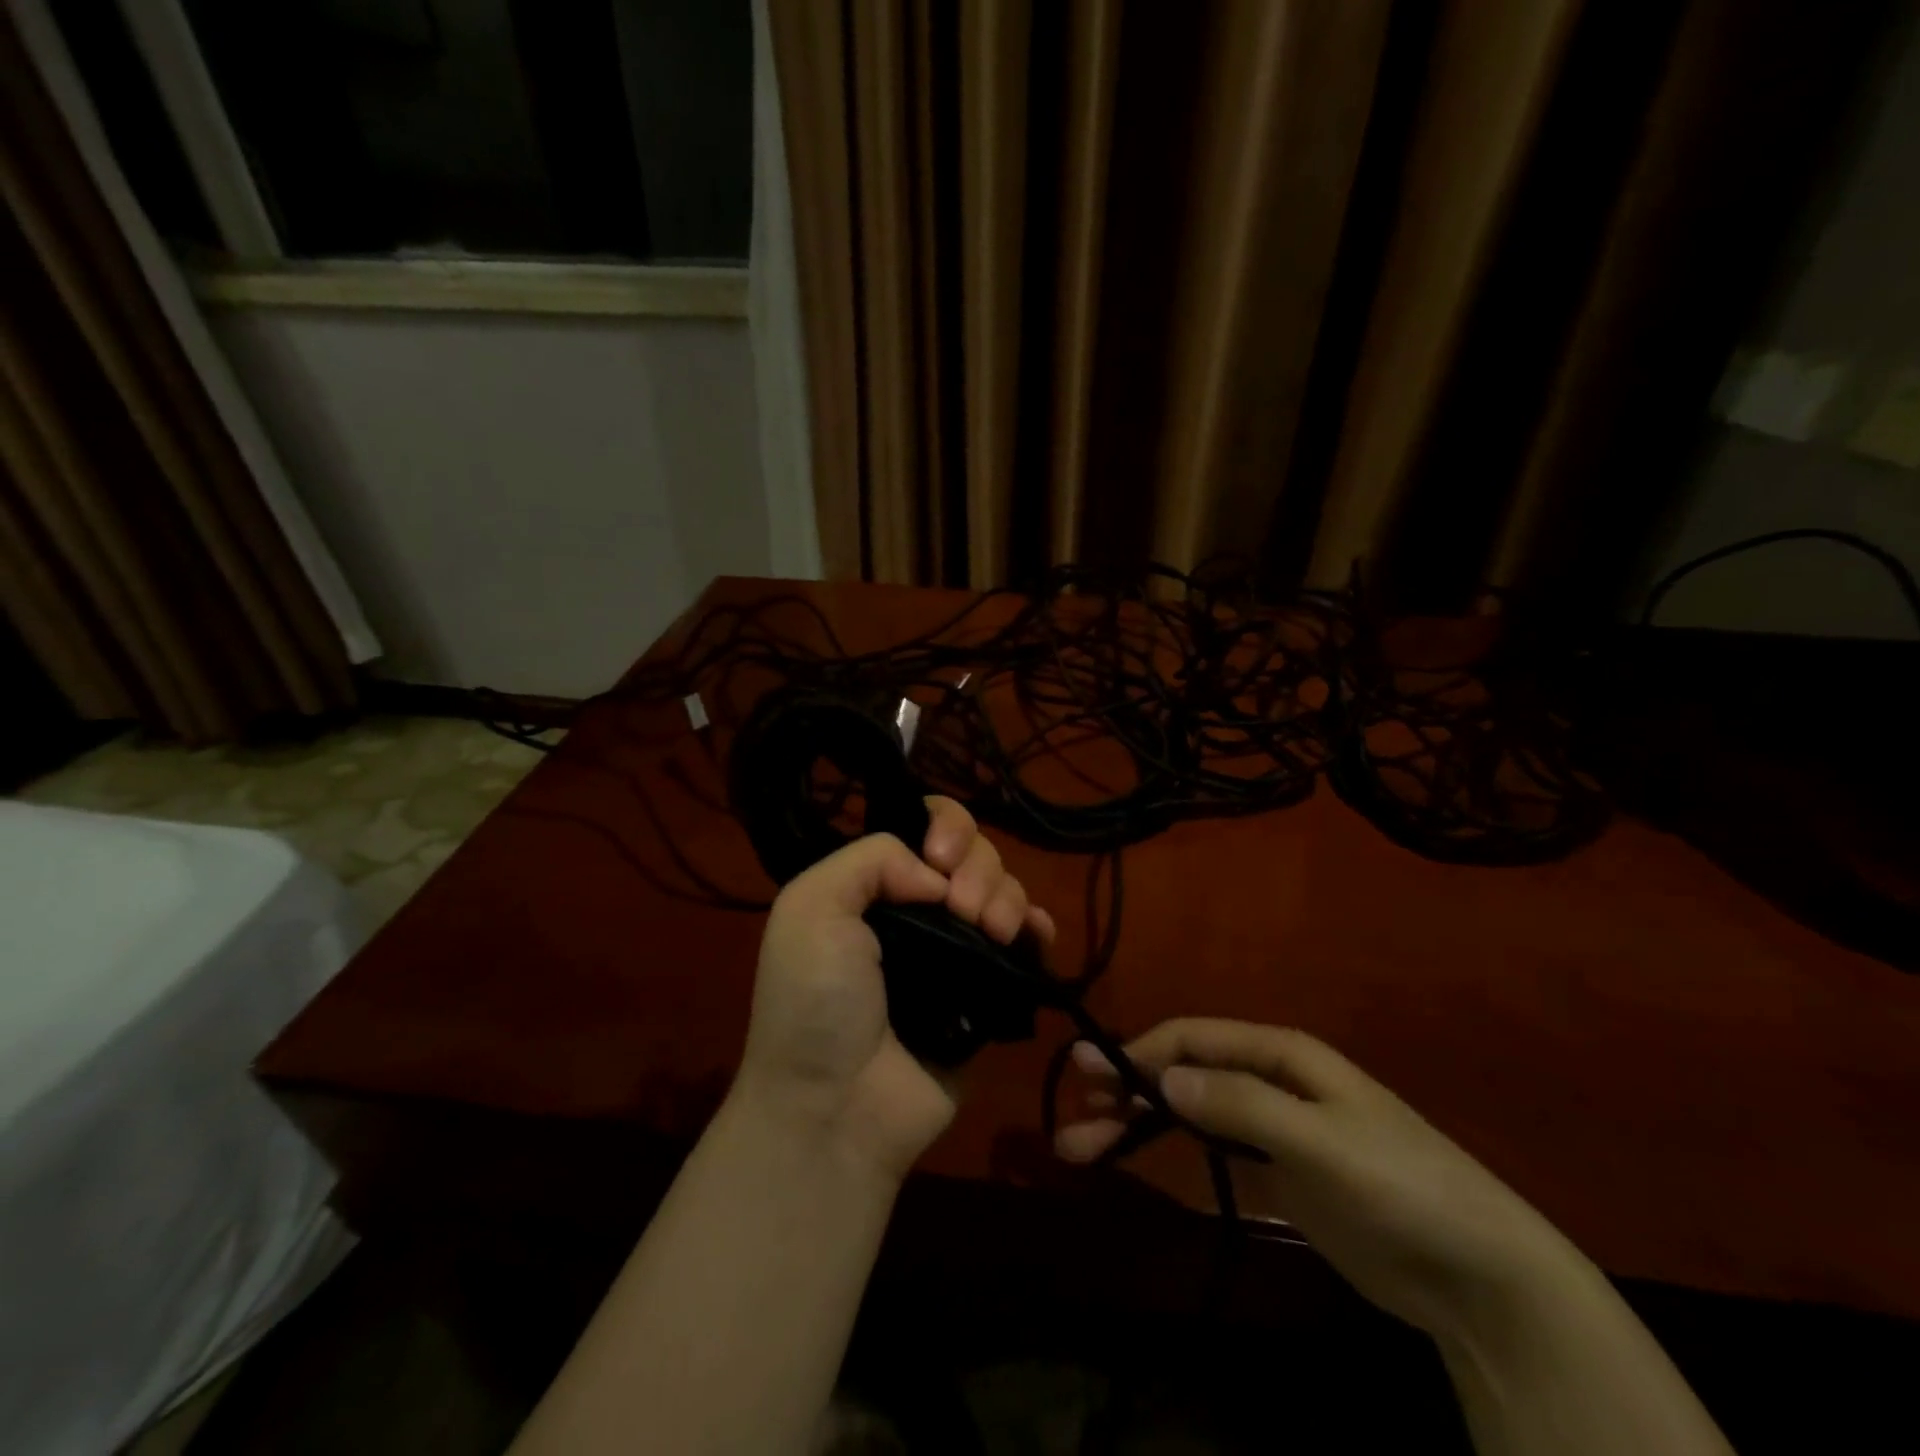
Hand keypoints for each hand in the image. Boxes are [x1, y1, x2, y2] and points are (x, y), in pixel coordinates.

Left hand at [737, 798, 1054, 1179]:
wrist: (838, 1108)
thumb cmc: (816, 1003)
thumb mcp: (811, 908)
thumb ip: (871, 860)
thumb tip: (936, 875)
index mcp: (876, 886)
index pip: (925, 826)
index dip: (945, 828)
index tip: (940, 862)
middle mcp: (918, 910)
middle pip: (974, 854)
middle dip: (978, 869)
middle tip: (962, 910)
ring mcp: (957, 950)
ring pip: (1004, 890)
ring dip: (1006, 898)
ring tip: (990, 933)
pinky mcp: (990, 991)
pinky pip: (1027, 942)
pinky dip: (1037, 928)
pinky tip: (1033, 936)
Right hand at [1056, 1019, 1582, 1341]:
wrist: (1479, 1274)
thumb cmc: (1401, 1186)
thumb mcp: (1321, 1140)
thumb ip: (1243, 1105)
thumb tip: (1164, 1078)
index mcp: (1281, 1054)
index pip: (1194, 1039)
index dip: (1140, 1051)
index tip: (1090, 1073)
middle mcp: (1269, 1078)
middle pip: (1183, 1073)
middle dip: (1127, 1090)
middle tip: (1074, 1114)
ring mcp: (1272, 1125)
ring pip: (1188, 1111)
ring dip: (1136, 1123)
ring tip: (1083, 1146)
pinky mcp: (1277, 1169)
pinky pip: (1208, 1146)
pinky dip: (1168, 1148)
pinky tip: (1135, 1155)